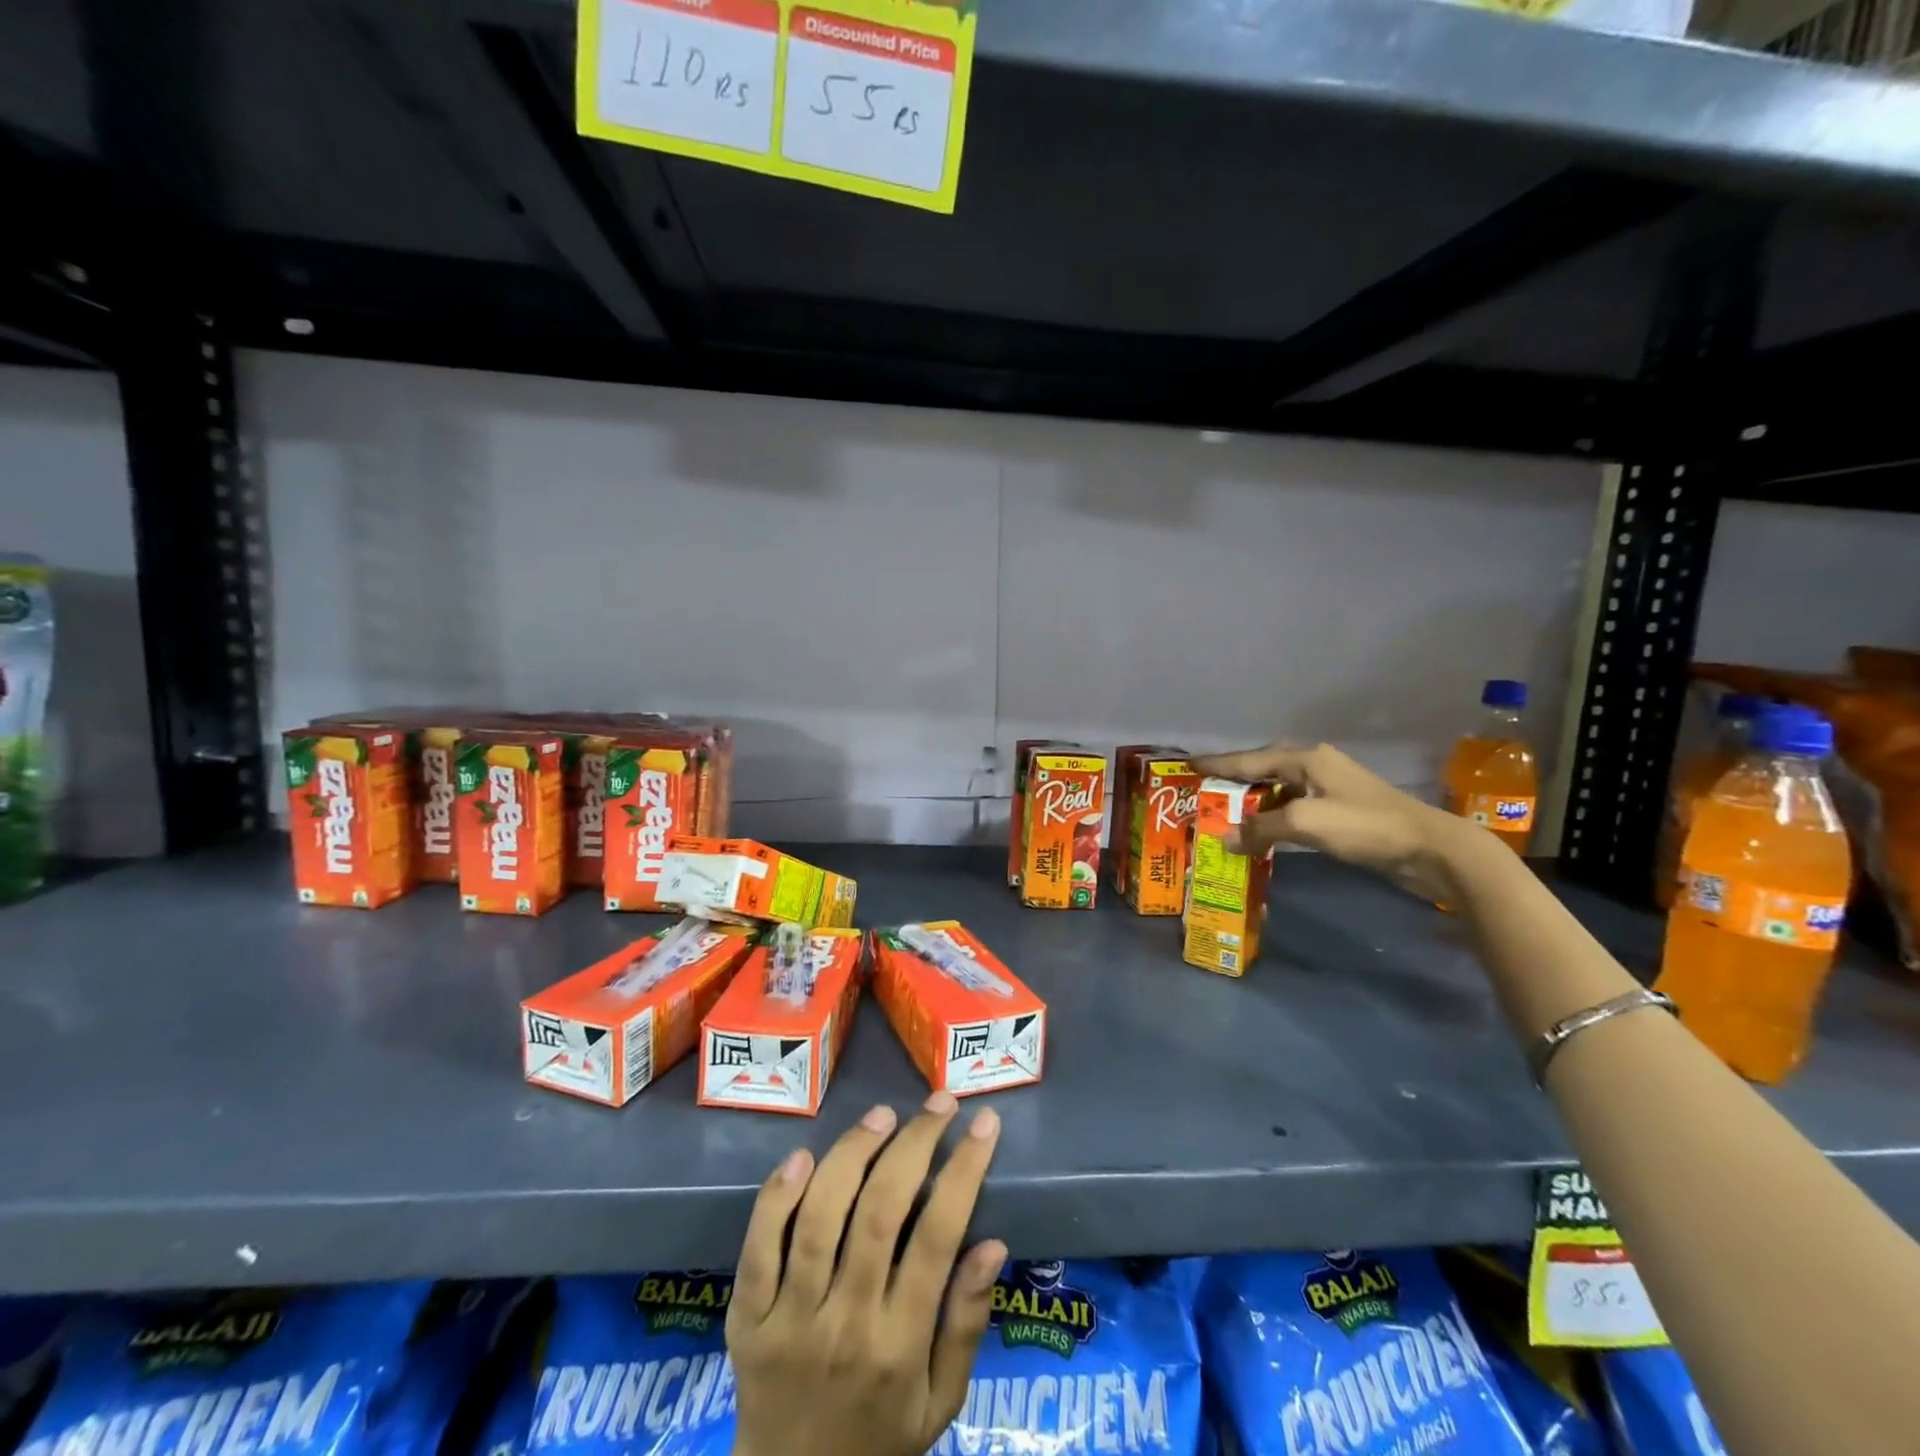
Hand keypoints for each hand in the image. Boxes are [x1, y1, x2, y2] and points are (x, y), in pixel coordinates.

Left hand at [726, 1093, 1007, 1455]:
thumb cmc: (879, 1439)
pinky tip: (803, 1155)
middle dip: (915, 1144)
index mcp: (901, 1345)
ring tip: (883, 1115)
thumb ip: (967, 1324)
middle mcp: (847, 1324)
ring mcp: (790, 1320)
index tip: (984, 1123)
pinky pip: (759, 1249)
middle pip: (881, 1213)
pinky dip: (777, 1198)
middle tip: (938, 1103)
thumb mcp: (941, 1402)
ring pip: (822, 1218)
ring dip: (853, 1154)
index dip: (964, 1170)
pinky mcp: (746, 1318)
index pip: (938, 1237)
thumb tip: (991, 1242)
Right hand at [1190, 740, 1479, 902]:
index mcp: (1305, 759)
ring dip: (1253, 804)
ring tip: (1224, 815)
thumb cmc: (1365, 825)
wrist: (1430, 849)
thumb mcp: (1306, 823)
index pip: (1249, 759)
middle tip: (1203, 792)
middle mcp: (1315, 766)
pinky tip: (1262, 832)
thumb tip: (1224, 839)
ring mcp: (1330, 788)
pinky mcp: (1341, 811)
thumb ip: (1261, 829)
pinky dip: (1273, 818)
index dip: (1217, 764)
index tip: (1188, 764)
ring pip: (1279, 791)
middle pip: (1263, 770)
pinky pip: (1294, 809)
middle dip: (1232, 781)